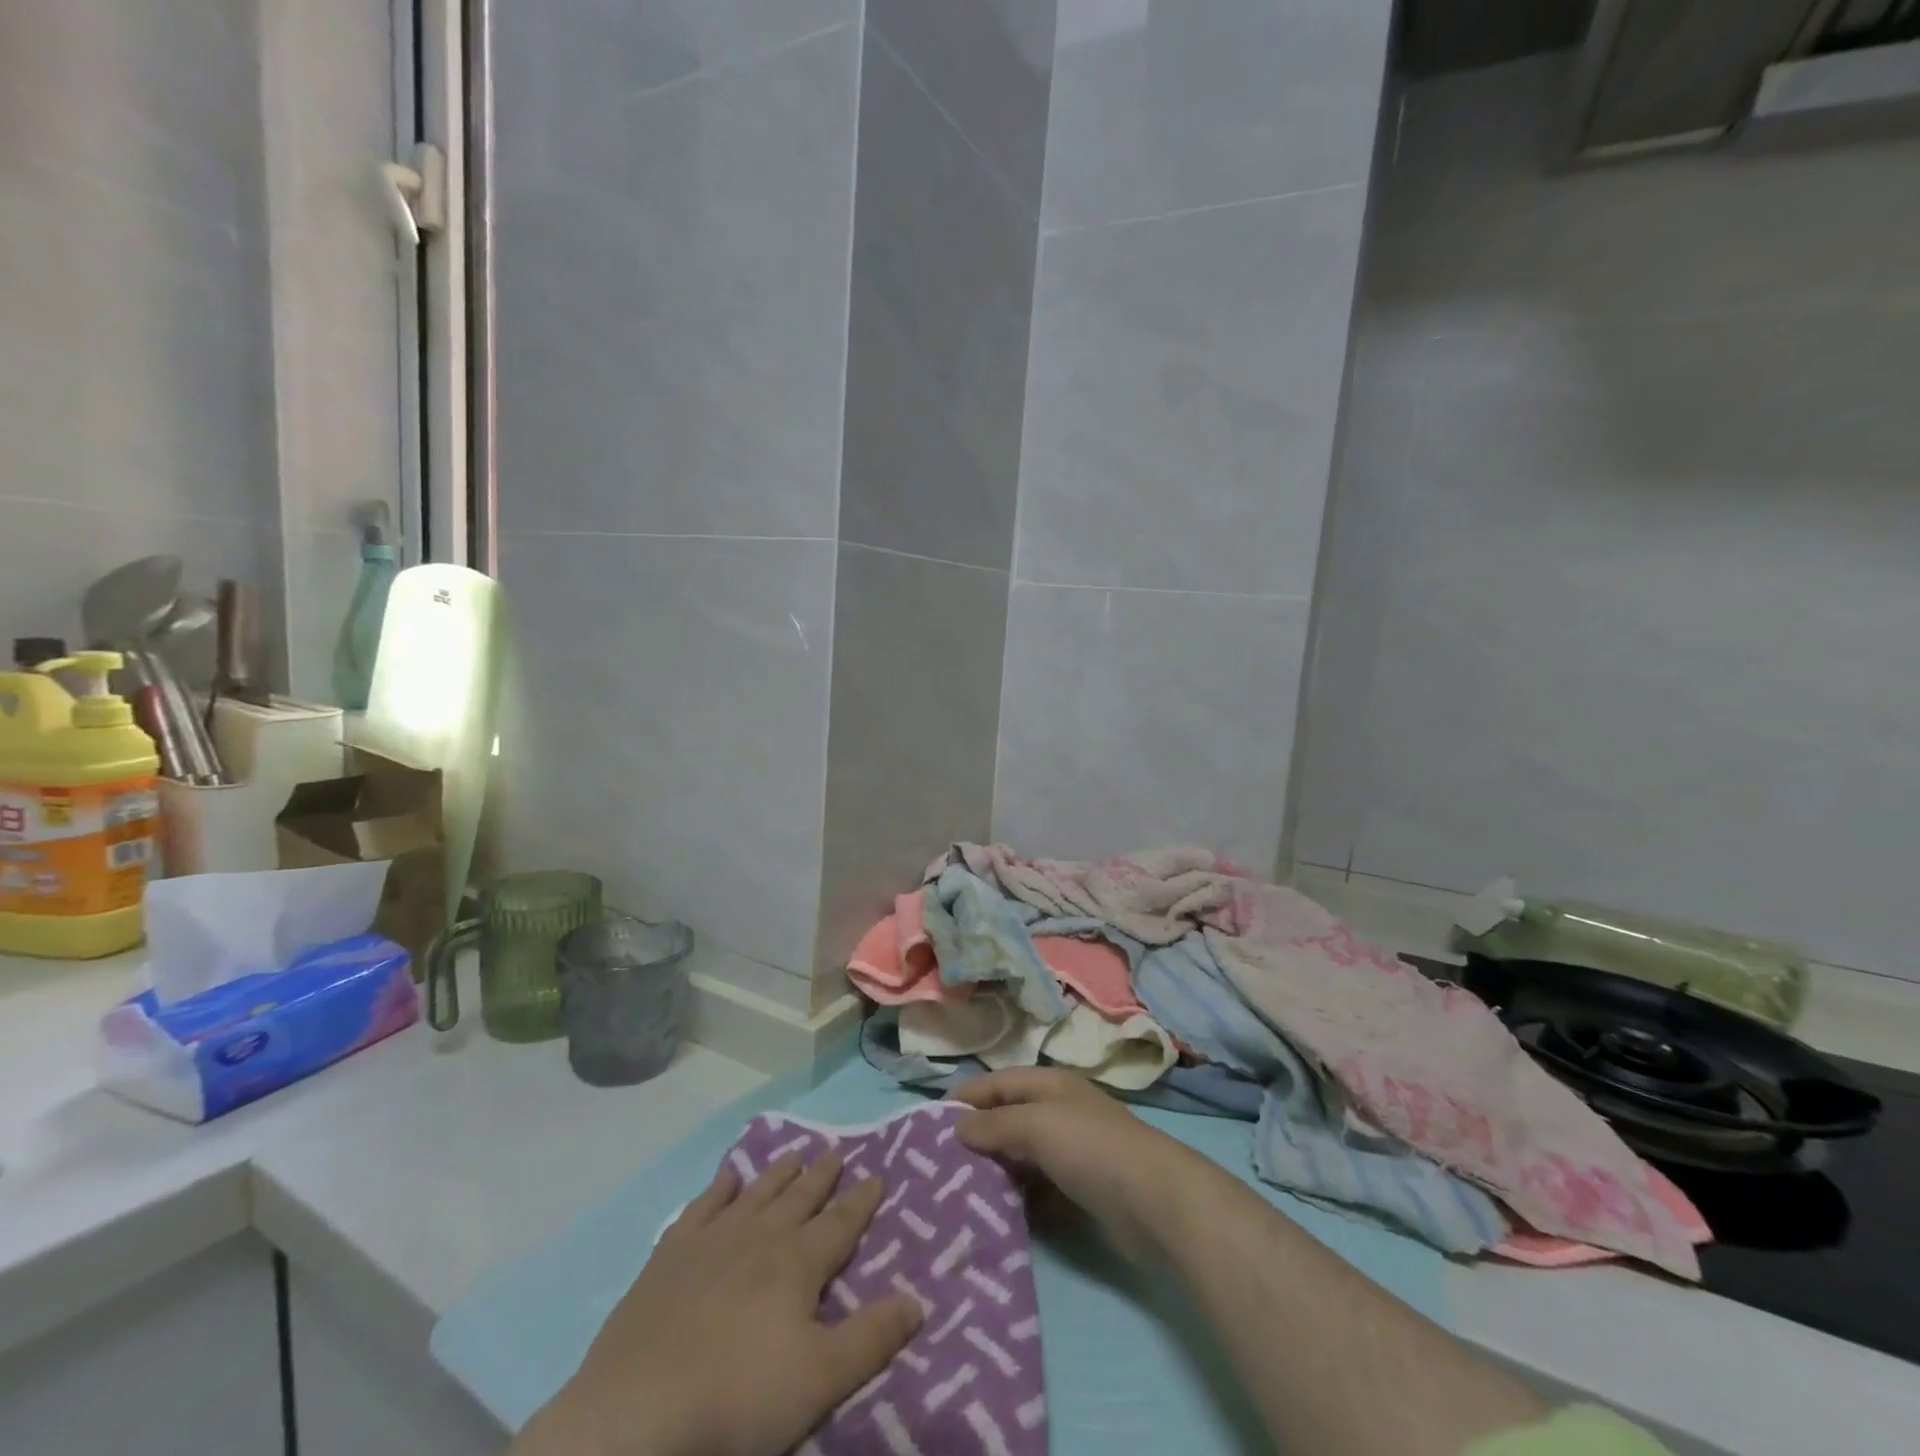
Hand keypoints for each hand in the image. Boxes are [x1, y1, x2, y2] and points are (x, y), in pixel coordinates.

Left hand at [516, 1152, 922, 1455]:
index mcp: (798, 1263)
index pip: (840, 1222)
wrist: (636, 1414)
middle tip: (836, 1150)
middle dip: (822, 1175)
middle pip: (799, 1197)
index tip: (877, 1173)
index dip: (861, 1200)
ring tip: (794, 1154)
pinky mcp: (670, 1256)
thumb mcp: (820, 1380)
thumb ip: (872, 1337)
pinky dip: (718, 1189)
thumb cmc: (738, 1399)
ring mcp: (712, 1241)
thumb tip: (919, 1299)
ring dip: (778, 1174)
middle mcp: (760, 1237)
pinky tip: (726, 1178)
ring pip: (756, 1194)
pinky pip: (702, 1207)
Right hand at [952, 1067, 1216, 1259]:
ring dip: (995, 1171)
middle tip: (937, 1165)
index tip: (928, 1123)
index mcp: (1049, 1085)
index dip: (965, 1098)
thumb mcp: (1037, 1125)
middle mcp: (1058, 1112)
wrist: (1157, 1202)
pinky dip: (1018, 1199)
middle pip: (1007, 1119)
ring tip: (956, 1194)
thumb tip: (957, 1126)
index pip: (997, 1083)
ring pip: (1021, 1157)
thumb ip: (995, 1124)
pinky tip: (995, 1216)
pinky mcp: (1080, 1191)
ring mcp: (1071, 1153)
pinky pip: (1037, 1190)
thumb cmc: (1092, 1148)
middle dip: (976, 1137)